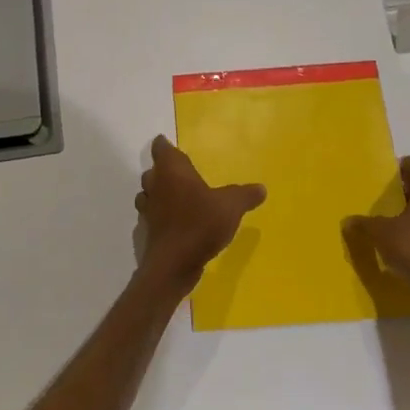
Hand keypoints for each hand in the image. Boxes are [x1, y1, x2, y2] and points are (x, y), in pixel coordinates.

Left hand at [135, 136, 265, 288]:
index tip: (167, 144)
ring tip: (176, 196)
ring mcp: (148, 209)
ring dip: (159, 193)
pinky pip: (151, 216)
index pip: (161, 149)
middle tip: (180, 172)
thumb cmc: (200, 224)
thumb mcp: (231, 207)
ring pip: (148, 193)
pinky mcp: (147, 231)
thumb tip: (261, 188)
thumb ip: (245, 195)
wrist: (173, 264)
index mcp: (172, 170)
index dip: (164, 145)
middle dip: (163, 170)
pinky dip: (159, 215)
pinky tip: (173, 222)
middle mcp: (156, 185)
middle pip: (154, 171)